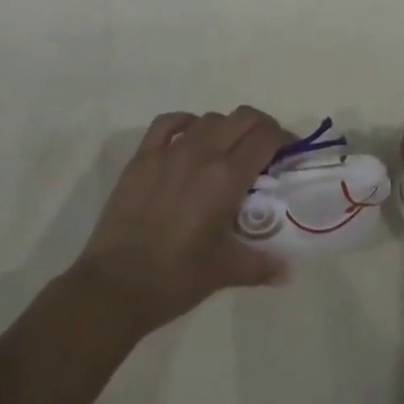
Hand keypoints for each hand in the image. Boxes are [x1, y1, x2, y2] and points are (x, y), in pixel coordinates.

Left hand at [72, 107, 290, 336]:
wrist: (115, 286)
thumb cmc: (176, 279)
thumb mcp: (226, 271)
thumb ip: (262, 263)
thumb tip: (287, 269)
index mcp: (227, 177)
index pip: (266, 137)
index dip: (283, 139)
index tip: (287, 154)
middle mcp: (202, 153)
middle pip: (242, 118)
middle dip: (260, 127)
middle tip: (264, 150)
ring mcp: (169, 151)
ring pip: (209, 119)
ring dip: (226, 128)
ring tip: (227, 152)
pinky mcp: (143, 156)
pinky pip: (169, 122)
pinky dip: (186, 122)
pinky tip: (190, 137)